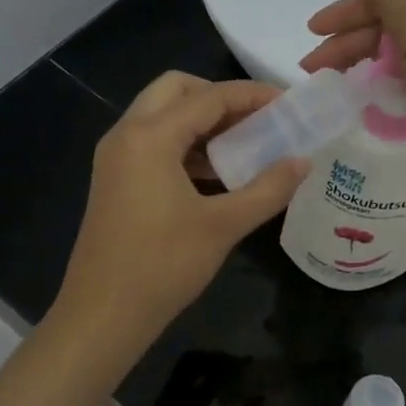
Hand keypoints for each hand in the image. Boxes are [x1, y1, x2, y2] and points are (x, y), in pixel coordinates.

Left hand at [54, 73, 309, 346]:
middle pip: (176, 90)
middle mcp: (126, 134)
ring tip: (244, 146)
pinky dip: (185, 145)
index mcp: (149, 136)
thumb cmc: (163, 266)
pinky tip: (215, 174)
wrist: (102, 315)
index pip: (209, 97)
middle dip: (220, 98)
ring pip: (162, 116)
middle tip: (258, 120)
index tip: (289, 103)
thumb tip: (303, 161)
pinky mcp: (114, 180)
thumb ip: (268, 188)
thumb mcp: (223, 225)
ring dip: (202, 122)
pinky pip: (153, 143)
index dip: (252, 95)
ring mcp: (115, 157)